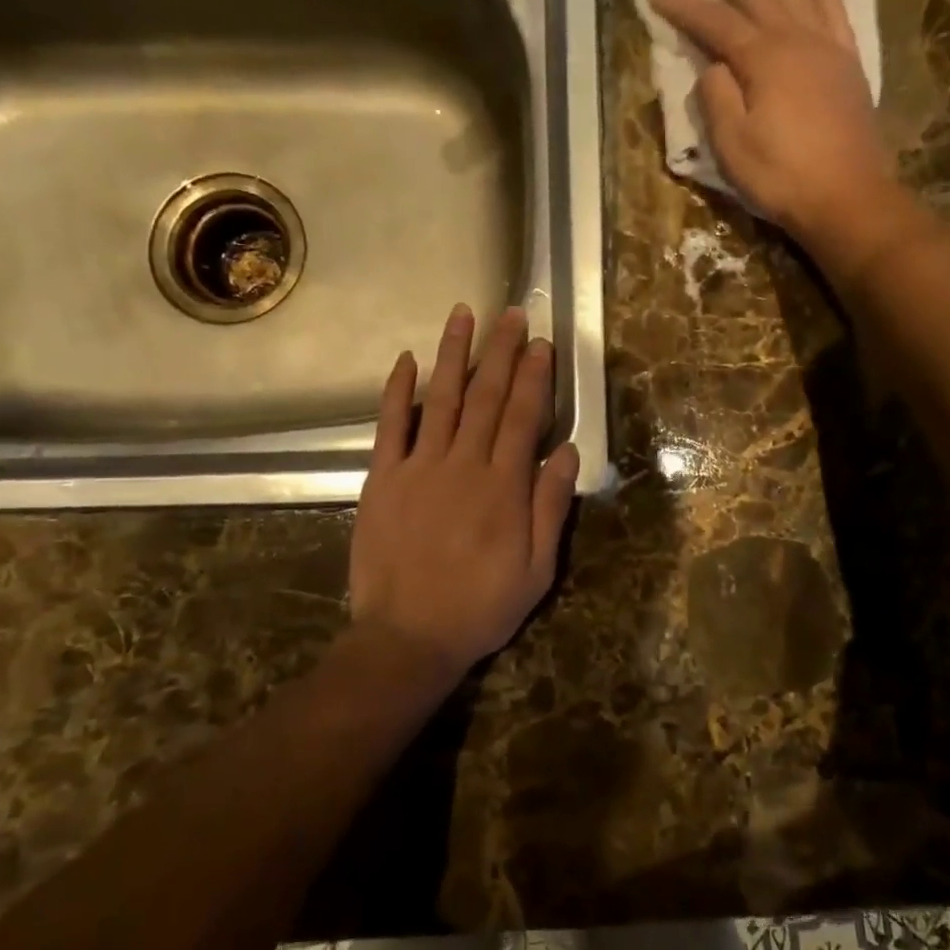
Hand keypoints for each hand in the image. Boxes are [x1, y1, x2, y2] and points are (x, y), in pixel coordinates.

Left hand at [350, 303, 579, 683]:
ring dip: (454, 354)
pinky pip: (390, 426)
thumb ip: (551, 506)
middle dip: (502, 351)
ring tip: (464, 314)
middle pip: (487, 396)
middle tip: (513, 313)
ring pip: (442, 399)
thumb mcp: (537, 569)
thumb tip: (566, 451)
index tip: (542, 343)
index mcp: (504, 486)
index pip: (524, 417)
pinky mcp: (383, 479)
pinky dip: (397, 391)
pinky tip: (405, 360)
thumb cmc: (480, 606)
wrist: (408, 637)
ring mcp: (419, 467)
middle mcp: (464, 464)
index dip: (535, 377)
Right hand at [649, 0, 897, 249]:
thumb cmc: (781, 176)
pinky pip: (836, 16)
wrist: (846, 196)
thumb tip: (712, 67)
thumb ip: (717, 99)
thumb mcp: (732, 146)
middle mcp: (795, 41)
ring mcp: (827, 50)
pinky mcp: (848, 67)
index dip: (684, 6)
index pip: (715, 22)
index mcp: (762, 59)